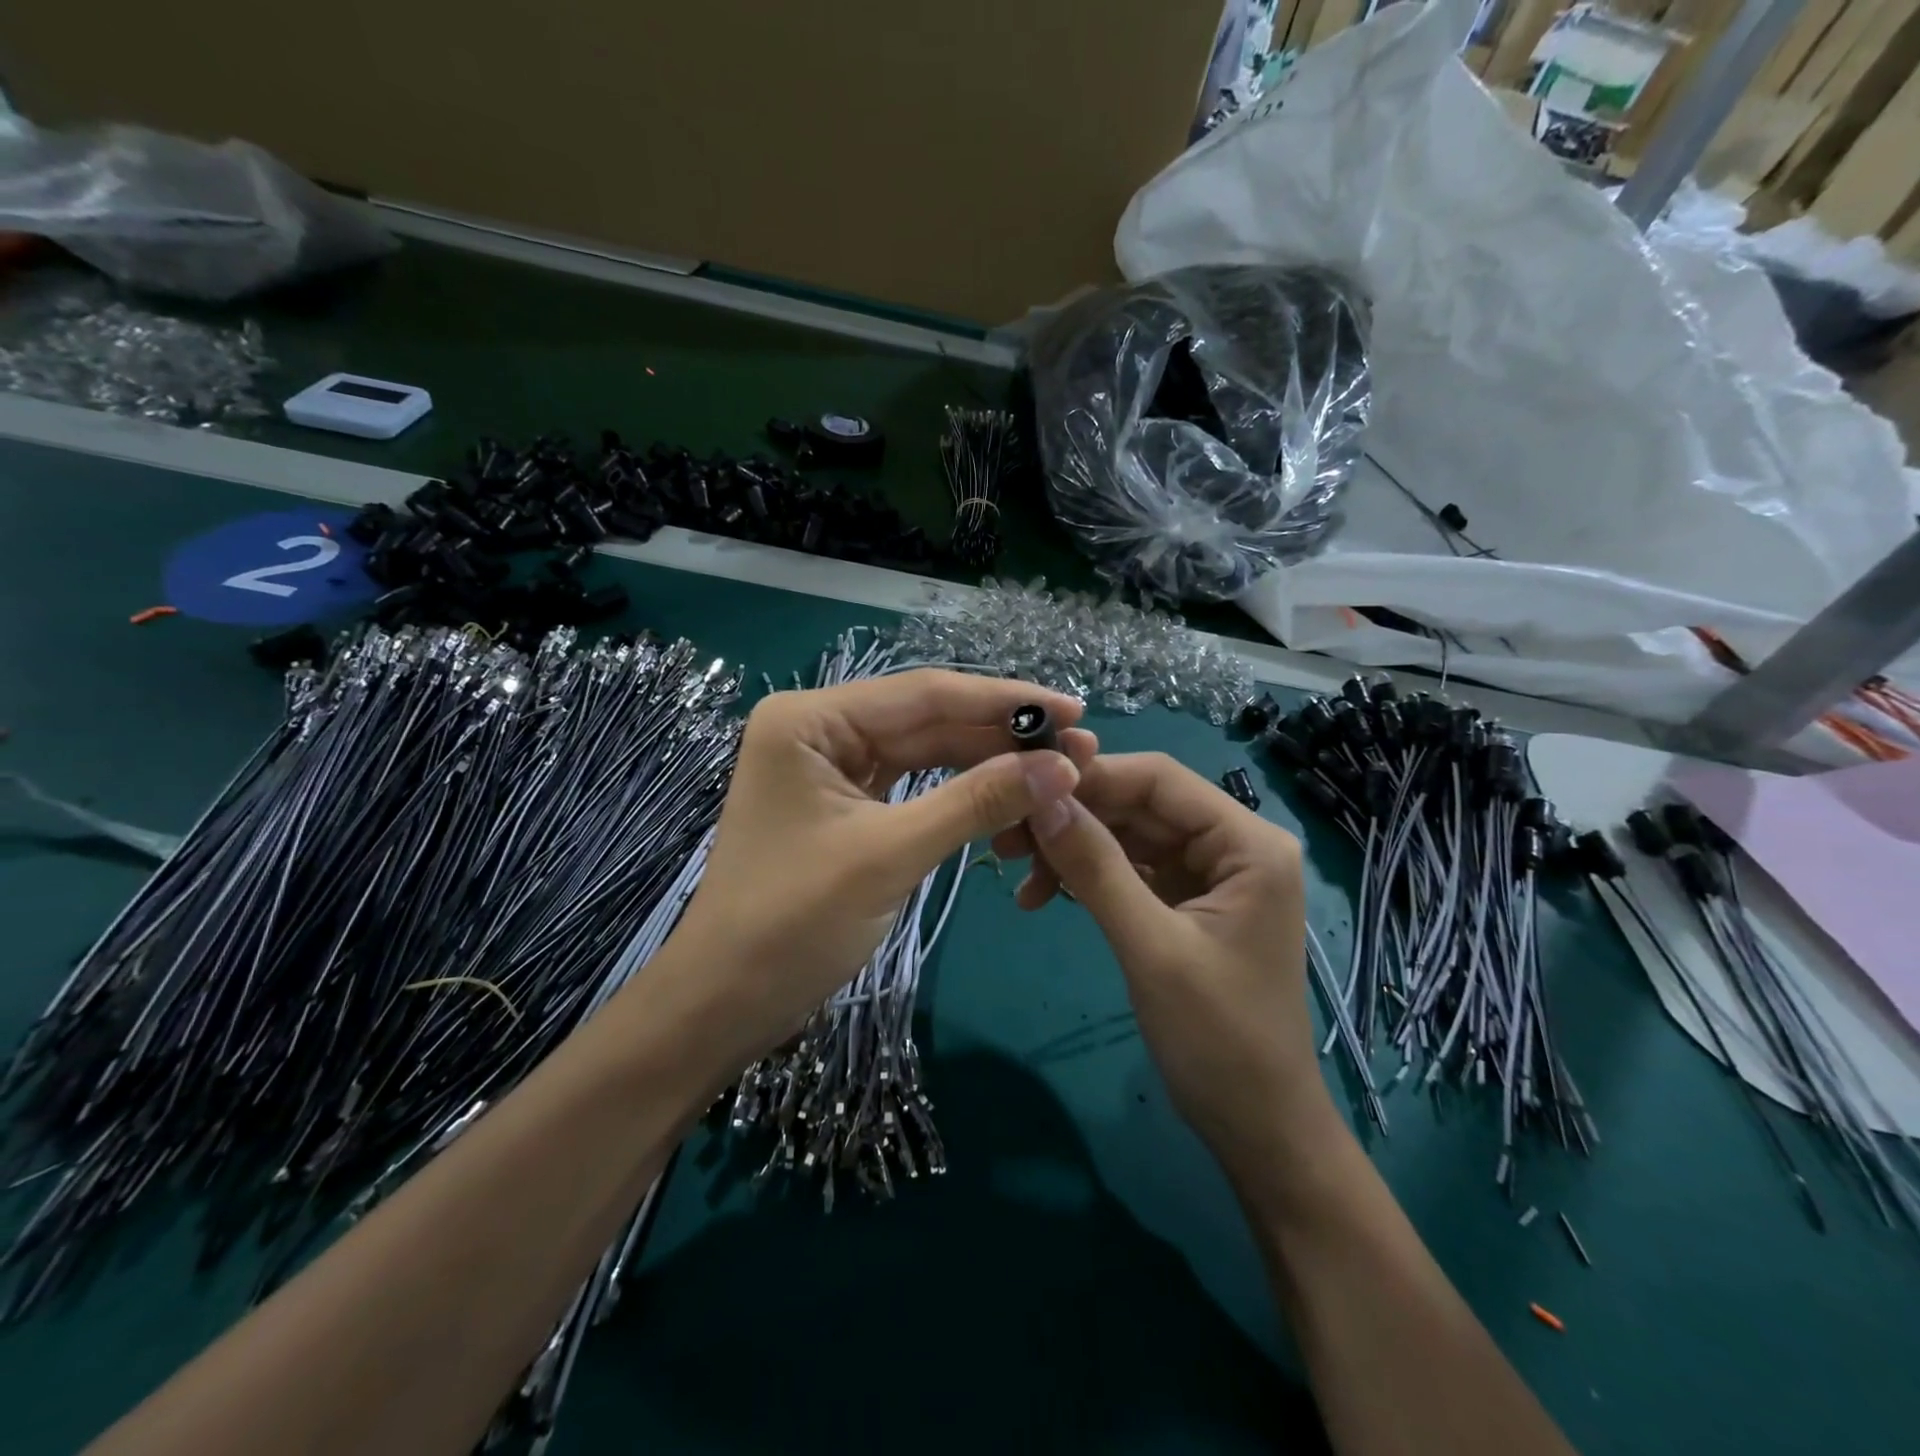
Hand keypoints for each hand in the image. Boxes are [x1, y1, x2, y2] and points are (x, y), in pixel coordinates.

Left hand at [656, 670, 1096, 1068]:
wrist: (725, 1004)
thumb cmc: (793, 924)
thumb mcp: (890, 854)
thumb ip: (976, 802)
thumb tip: (1061, 767)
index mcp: (810, 718)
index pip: (924, 694)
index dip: (1004, 701)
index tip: (1074, 711)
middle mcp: (819, 727)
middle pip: (927, 718)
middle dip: (1001, 734)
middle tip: (1078, 745)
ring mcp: (830, 765)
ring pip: (924, 750)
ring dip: (987, 759)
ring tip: (1055, 766)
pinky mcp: (844, 802)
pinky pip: (913, 783)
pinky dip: (959, 789)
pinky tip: (1007, 788)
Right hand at [1000, 753, 1324, 1162]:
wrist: (1257, 1128)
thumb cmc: (1218, 1039)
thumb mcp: (1150, 947)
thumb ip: (1096, 867)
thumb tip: (1041, 798)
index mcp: (1248, 842)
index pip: (1160, 780)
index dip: (1091, 776)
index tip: (1025, 789)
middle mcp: (1233, 845)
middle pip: (1140, 806)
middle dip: (1074, 818)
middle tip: (1006, 839)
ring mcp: (1210, 875)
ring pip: (1129, 837)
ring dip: (1074, 850)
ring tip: (1017, 875)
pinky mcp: (1188, 903)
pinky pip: (1131, 870)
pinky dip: (1088, 878)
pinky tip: (1045, 896)